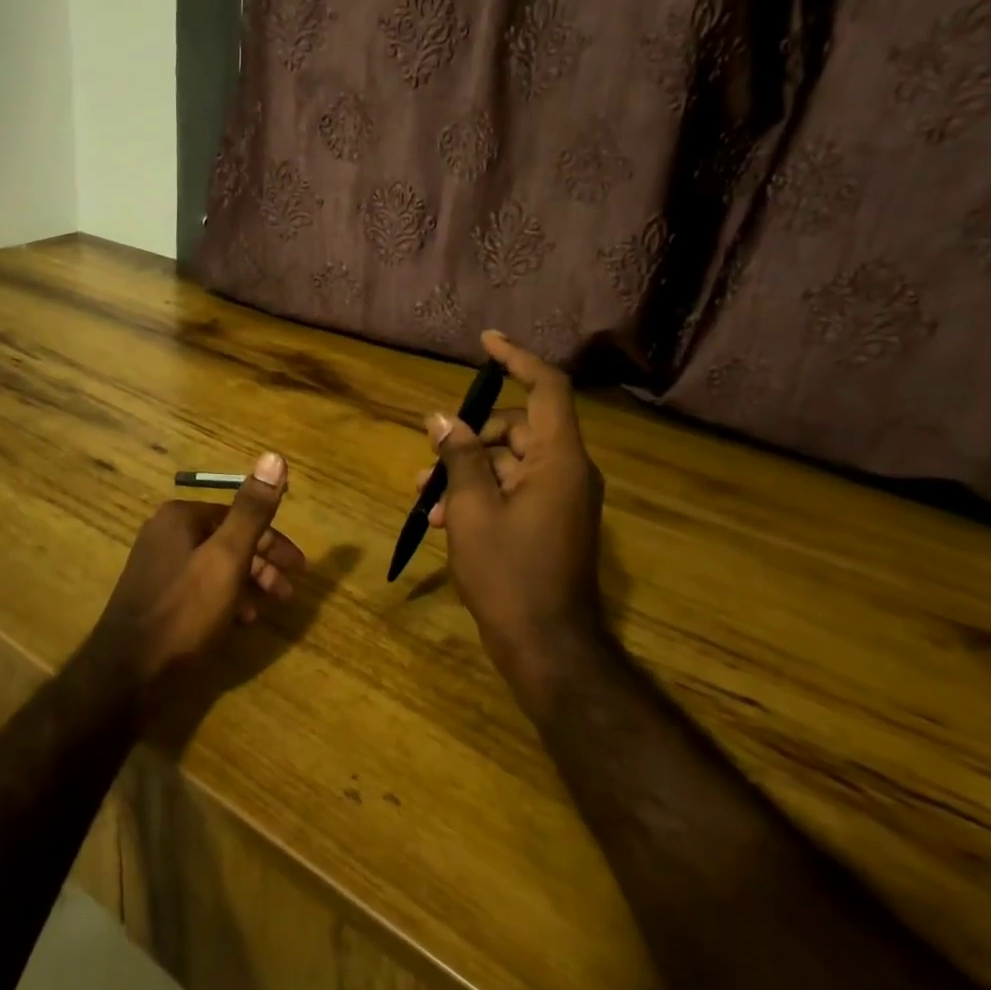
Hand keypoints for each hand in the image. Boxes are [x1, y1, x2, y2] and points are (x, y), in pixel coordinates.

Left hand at [84, 452, 306, 694]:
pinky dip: (224, 598)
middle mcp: (165, 533)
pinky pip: (199, 588)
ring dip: (247, 583)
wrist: (127, 675)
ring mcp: (156, 567)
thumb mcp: (227, 559)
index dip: (274, 541)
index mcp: (180, 517)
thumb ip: (252, 510)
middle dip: (262, 564)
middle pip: (227, 540)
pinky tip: (237, 623)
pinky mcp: (155, 597)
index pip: (239, 516)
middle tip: (288, 593)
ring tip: (266, 610)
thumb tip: (275, 456)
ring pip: (215, 565)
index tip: (300, 568)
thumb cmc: (184, 612)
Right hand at [415, 332, 608, 690]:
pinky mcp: (551, 521)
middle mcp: (568, 471)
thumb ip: (459, 457)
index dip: (517, 359)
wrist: (547, 646)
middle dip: (470, 435)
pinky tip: (440, 519)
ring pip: (510, 461)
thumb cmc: (509, 573)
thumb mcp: (472, 509)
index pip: (546, 388)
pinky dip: (480, 494)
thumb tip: (441, 417)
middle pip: (518, 427)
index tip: (486, 342)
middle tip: (430, 451)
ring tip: (422, 493)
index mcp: (559, 460)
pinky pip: (514, 489)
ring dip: (467, 469)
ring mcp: (562, 498)